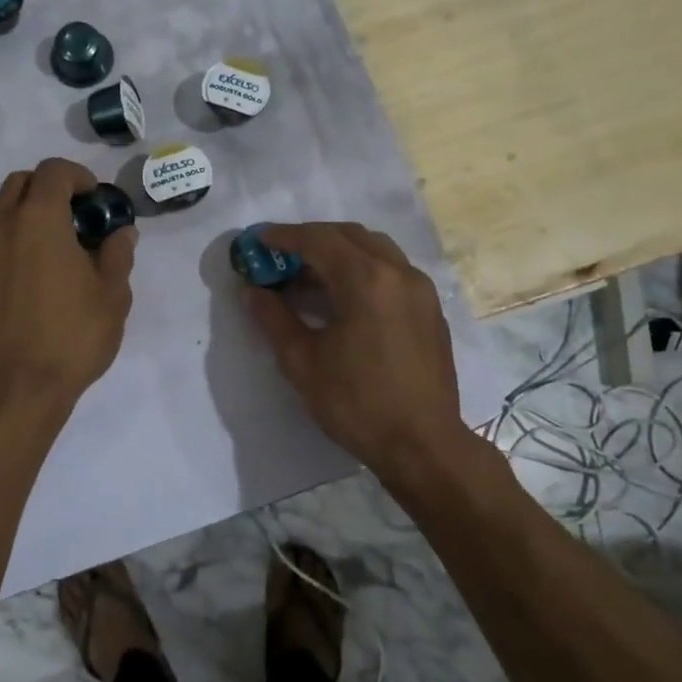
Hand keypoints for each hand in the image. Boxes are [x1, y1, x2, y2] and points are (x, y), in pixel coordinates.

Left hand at [0, 158, 136, 411]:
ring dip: (29, 211)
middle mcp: (3, 225)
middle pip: (21, 181)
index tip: (97, 200)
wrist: (17, 387)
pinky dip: (13, 236)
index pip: (53, 171)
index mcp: (39, 219)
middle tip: (78, 216)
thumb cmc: (72, 335)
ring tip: (57, 244)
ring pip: (1, 208)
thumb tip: (121, 232)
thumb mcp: (112, 294)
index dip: (79, 176)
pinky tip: (36, 271)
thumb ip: (118, 253)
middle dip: (51, 187)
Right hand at [242, 223, 465, 476]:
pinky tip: (343, 298)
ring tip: (309, 277)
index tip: (257, 240)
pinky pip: (391, 270)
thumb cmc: (357, 403)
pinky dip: (362, 269)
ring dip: (338, 252)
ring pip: (374, 249)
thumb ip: (273, 318)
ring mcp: (420, 289)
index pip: (318, 240)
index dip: (283, 236)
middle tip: (280, 258)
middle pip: (348, 235)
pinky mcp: (430, 308)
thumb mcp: (302, 362)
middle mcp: (398, 272)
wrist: (424, 446)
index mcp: (366, 280)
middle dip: (311, 239)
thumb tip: (251, 291)